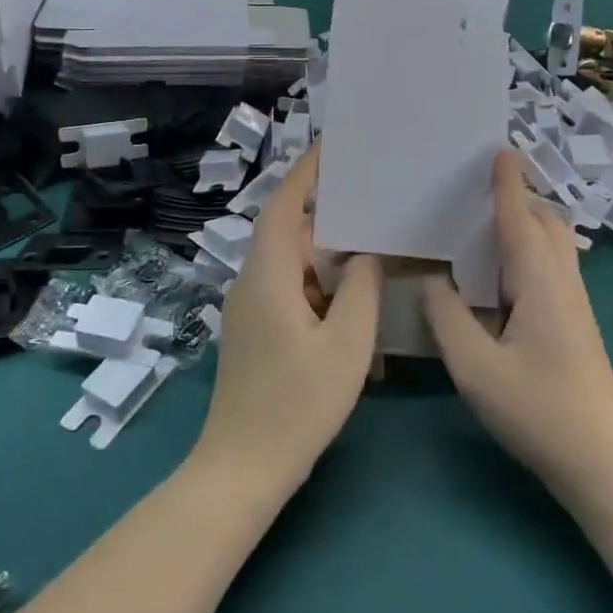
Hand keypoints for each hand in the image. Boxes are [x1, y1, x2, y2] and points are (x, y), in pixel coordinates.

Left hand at [193, 144, 382, 491]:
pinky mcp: (256, 331)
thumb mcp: (346, 346)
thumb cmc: (297, 405)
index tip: (332, 145)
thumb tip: (367, 256)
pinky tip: (351, 293)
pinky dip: (318, 282)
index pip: (284, 206)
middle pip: (287, 230)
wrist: (243, 467)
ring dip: (324, 250)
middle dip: (324, 208)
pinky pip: (289, 289)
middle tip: (367, 190)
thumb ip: (362, 291)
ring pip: (290, 262)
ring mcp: (250, 308)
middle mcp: (252, 282)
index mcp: (268, 275)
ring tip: (368, 236)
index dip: (306, 173)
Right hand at [423, 149, 612, 501]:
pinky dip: (528, 249)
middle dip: (520, 197)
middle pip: (547, 223)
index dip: (508, 184)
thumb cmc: (537, 410)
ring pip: (554, 244)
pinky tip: (500, 273)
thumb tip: (430, 279)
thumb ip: (445, 316)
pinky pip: (551, 266)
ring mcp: (574, 303)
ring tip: (484, 223)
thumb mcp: (474, 367)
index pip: (521, 219)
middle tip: (480, 189)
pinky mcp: (575, 322)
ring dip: (526, 222)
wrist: (602, 460)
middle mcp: (562, 282)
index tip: (499, 150)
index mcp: (540, 283)